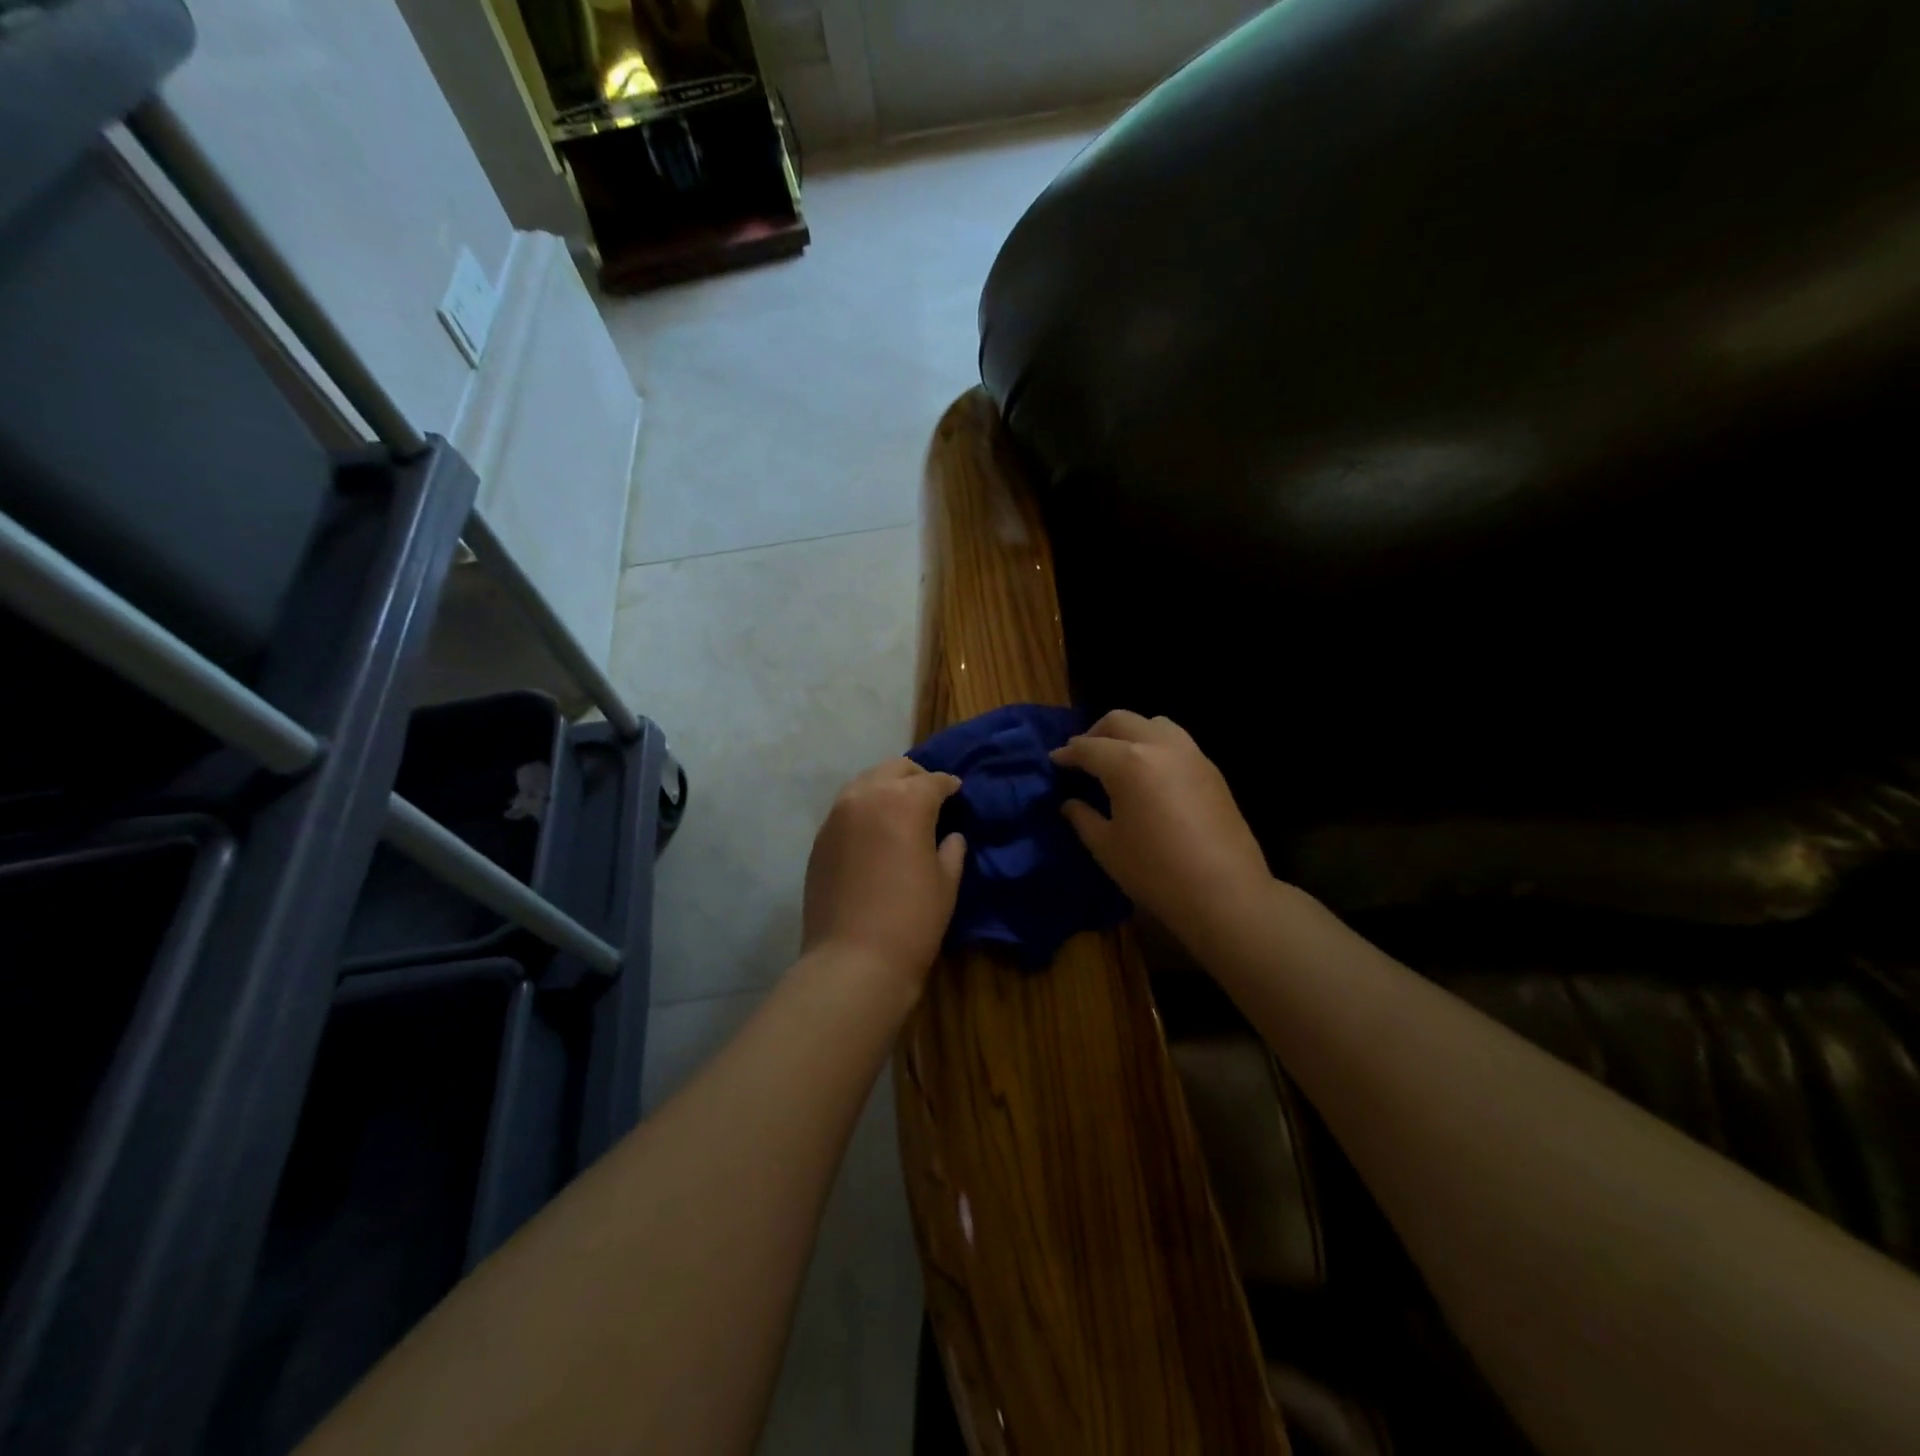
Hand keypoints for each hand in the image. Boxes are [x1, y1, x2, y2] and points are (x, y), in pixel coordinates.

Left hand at [802, 758, 966, 991]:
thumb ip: (951, 849)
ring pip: (866, 782)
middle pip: (895, 769)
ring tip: (901, 809)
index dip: (950, 785)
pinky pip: (847, 808)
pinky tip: (875, 831)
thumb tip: (951, 836)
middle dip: (916, 777)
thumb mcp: (946, 883)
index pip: (933, 781)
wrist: (852, 960)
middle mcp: (867, 796)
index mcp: (905, 801)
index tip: (957, 791)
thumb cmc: (912, 920)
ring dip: (887, 788)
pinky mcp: (820, 838)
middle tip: (930, 796)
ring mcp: (837, 815)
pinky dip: (865, 809)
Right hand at [1052, 711, 1272, 953]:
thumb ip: (1083, 818)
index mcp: (1128, 763)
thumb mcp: (1107, 848)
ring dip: (1130, 733)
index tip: (1055, 761)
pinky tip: (1149, 774)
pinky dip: (1155, 745)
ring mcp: (1190, 754)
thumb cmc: (1156, 872)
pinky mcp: (1211, 770)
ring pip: (1154, 723)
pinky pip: (1176, 741)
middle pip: (1121, 721)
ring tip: (1118, 758)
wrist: (1225, 892)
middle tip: (1083, 756)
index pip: (1088, 747)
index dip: (1067, 753)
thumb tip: (1070, 803)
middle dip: (1096, 733)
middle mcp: (1159, 746)